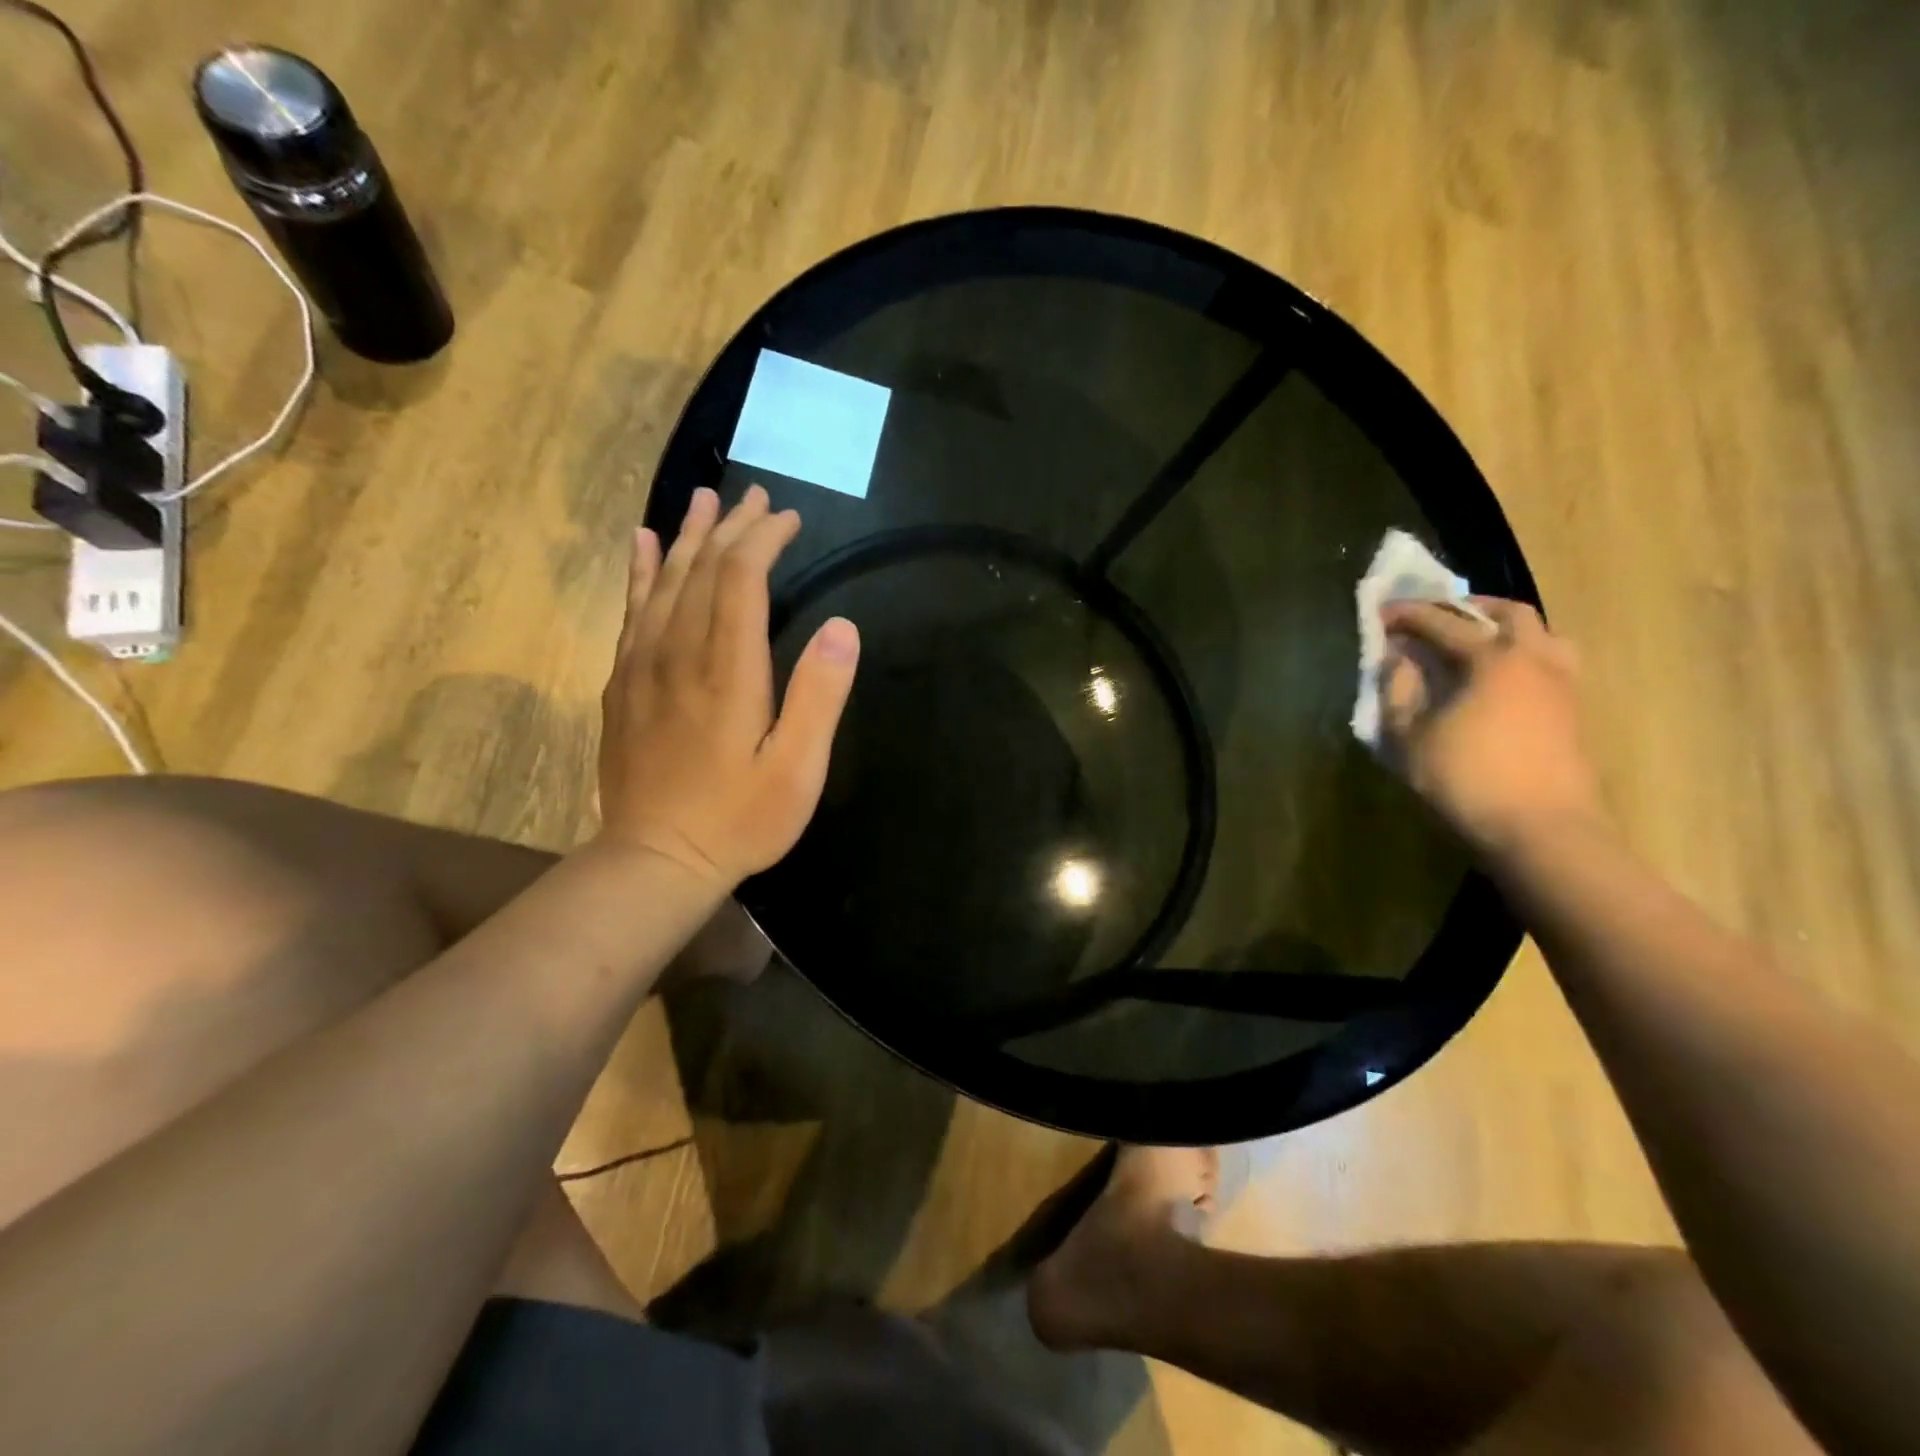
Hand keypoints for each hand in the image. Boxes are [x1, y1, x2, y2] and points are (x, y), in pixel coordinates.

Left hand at [596, 486, 859, 890]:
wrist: (655, 860)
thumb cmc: (739, 819)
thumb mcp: (798, 769)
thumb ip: (820, 696)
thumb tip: (842, 627)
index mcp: (727, 670)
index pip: (740, 579)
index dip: (763, 540)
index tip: (787, 518)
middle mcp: (679, 654)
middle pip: (701, 570)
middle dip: (730, 527)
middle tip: (754, 496)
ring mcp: (643, 667)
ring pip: (663, 583)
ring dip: (686, 537)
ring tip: (702, 500)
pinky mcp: (623, 685)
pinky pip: (631, 612)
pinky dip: (640, 573)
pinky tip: (643, 547)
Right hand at [1379, 597, 1606, 854]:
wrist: (1542, 829)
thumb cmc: (1467, 780)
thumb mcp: (1410, 738)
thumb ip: (1398, 691)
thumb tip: (1397, 659)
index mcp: (1491, 659)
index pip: (1443, 622)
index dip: (1407, 615)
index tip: (1381, 613)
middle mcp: (1534, 658)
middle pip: (1507, 612)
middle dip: (1467, 607)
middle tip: (1435, 617)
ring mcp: (1562, 682)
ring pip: (1540, 633)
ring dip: (1504, 627)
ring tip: (1474, 642)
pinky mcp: (1573, 708)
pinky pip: (1549, 660)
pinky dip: (1521, 653)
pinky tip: (1499, 677)